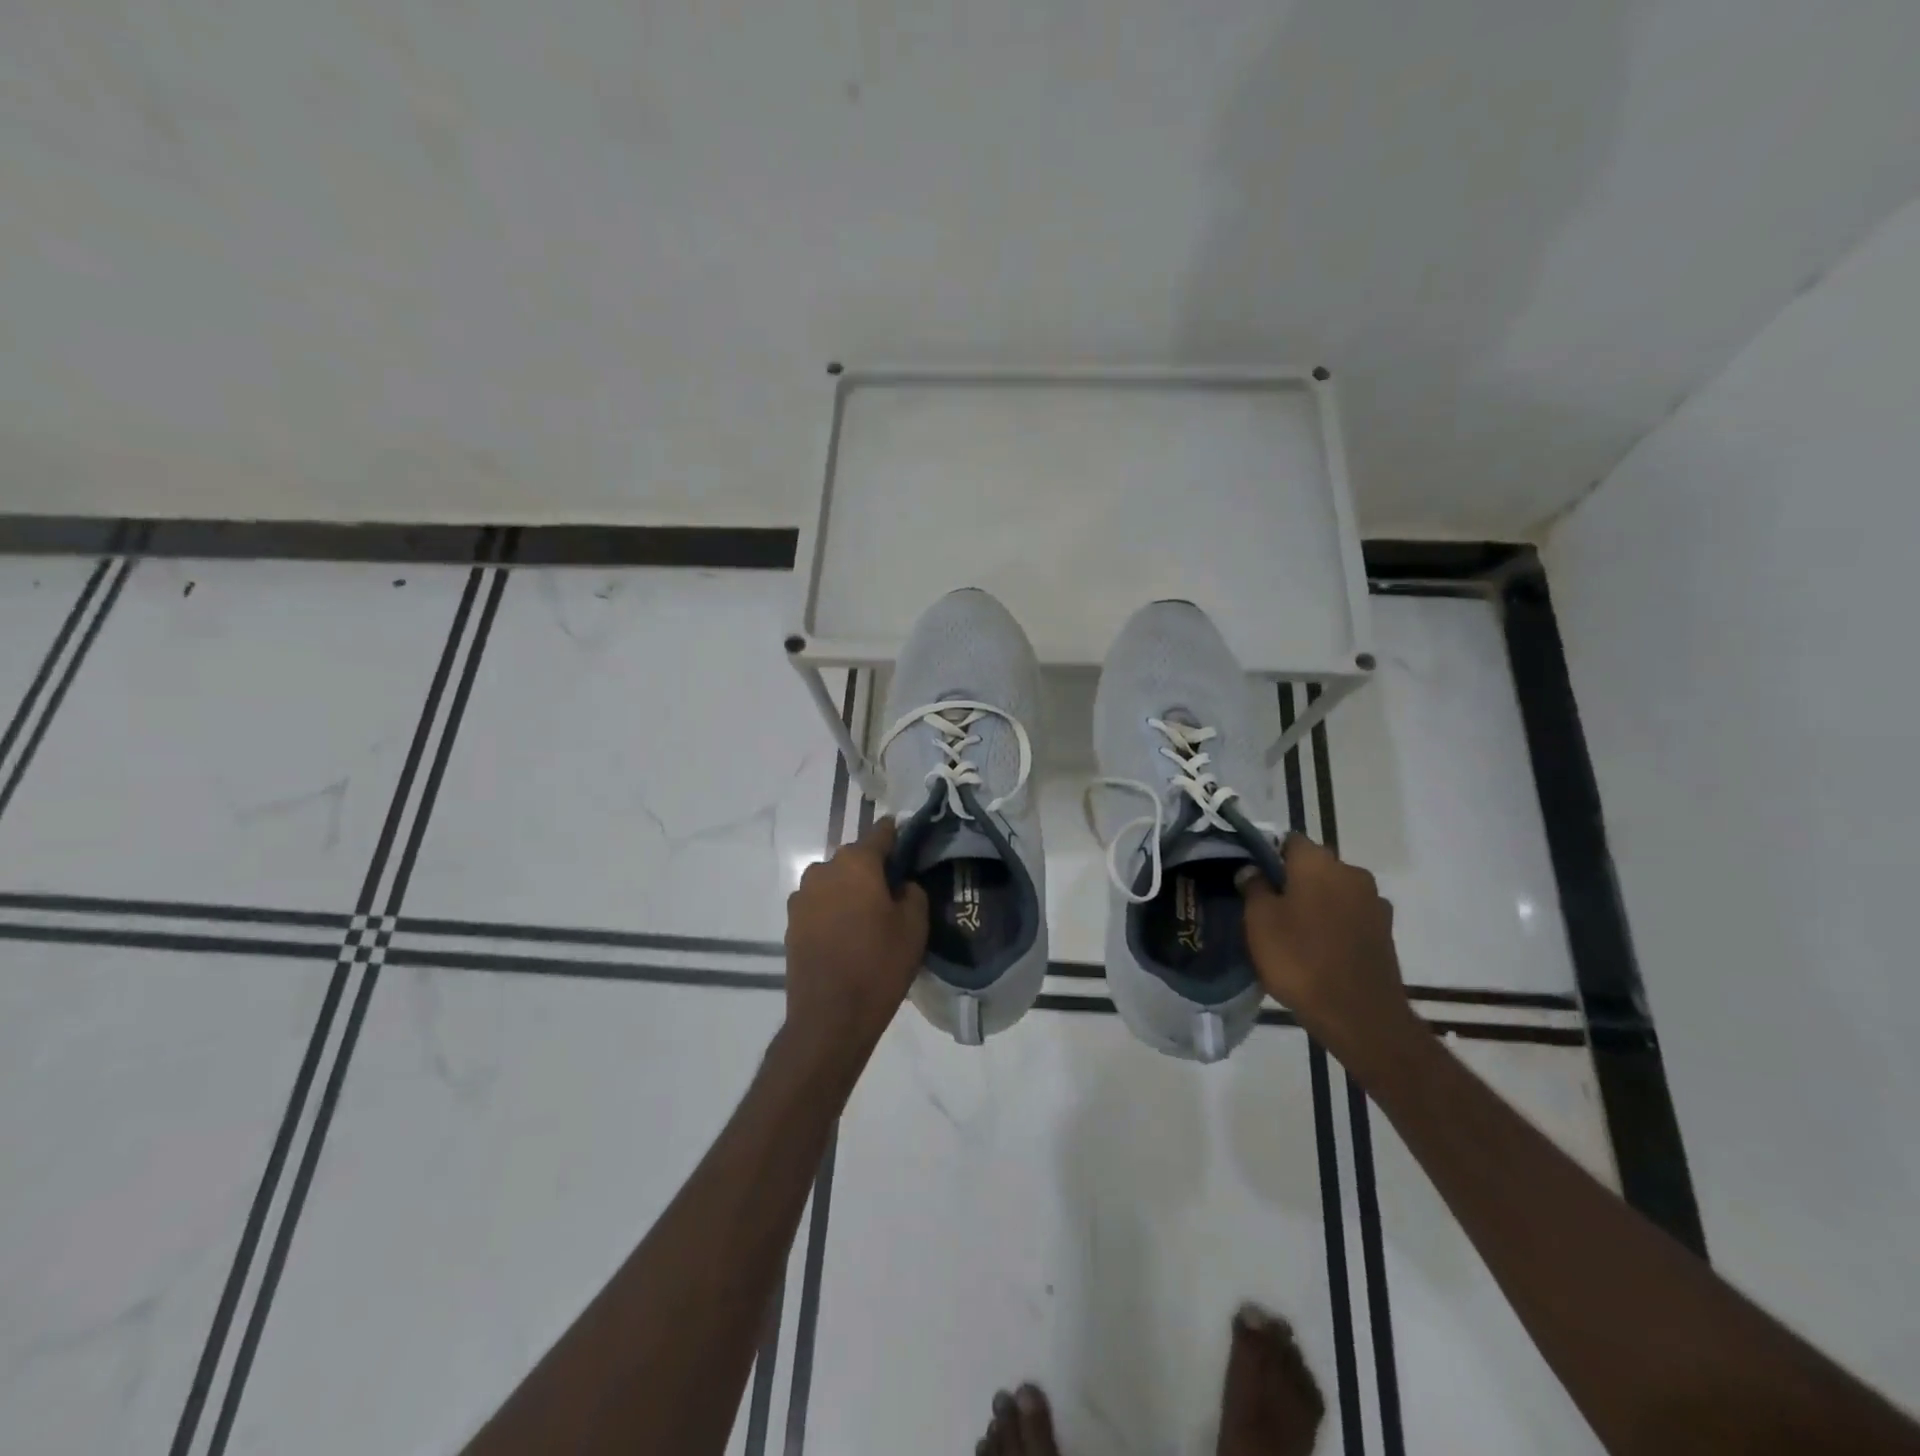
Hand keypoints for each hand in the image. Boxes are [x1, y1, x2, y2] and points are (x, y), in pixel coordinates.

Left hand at [782, 817, 928, 1073]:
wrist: (830, 1017)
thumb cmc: (879, 965)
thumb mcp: (914, 925)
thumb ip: (912, 891)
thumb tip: (901, 884)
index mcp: (856, 862)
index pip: (881, 832)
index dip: (898, 837)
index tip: (910, 848)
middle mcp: (823, 869)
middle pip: (855, 858)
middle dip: (873, 870)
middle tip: (893, 894)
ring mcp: (802, 896)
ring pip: (835, 882)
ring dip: (850, 891)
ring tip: (868, 919)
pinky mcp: (791, 922)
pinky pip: (820, 905)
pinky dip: (834, 911)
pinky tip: (847, 936)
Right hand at [1239, 834, 1415, 1059]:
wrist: (1359, 1015)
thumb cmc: (1300, 959)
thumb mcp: (1259, 921)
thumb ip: (1253, 887)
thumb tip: (1252, 870)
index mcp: (1318, 862)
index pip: (1289, 841)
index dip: (1267, 855)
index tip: (1252, 877)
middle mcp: (1351, 872)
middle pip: (1314, 865)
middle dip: (1292, 879)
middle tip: (1268, 906)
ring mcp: (1374, 902)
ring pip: (1334, 891)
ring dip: (1316, 902)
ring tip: (1294, 931)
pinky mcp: (1385, 931)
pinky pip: (1350, 916)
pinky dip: (1335, 923)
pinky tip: (1319, 948)